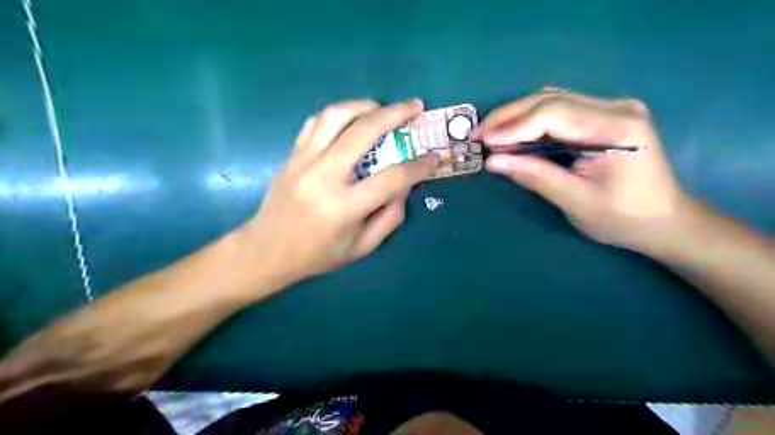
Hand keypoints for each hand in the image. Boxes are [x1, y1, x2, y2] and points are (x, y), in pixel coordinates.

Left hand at [242, 99, 435, 286]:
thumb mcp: (362, 247)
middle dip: (395, 114)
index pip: (392, 177)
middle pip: (364, 132)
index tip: (434, 157)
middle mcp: (324, 177)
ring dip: (364, 105)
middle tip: (415, 106)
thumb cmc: (318, 255)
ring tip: (383, 107)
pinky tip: (352, 119)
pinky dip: (338, 114)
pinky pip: (316, 122)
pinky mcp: (292, 155)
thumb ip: (390, 217)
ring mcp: (304, 161)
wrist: (267, 250)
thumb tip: (406, 185)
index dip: (419, 165)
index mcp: (345, 207)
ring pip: (336, 116)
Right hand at [473, 87, 689, 252]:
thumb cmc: (623, 218)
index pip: (554, 114)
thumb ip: (535, 177)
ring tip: (490, 134)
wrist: (663, 220)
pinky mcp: (602, 116)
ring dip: (516, 115)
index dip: (514, 127)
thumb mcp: (575, 201)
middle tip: (477, 135)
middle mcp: (615, 107)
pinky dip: (530, 120)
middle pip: (550, 99)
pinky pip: (558, 110)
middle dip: (508, 117)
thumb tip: (492, 162)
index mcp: (616, 128)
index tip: (483, 142)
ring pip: (551, 100)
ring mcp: (610, 108)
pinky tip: (513, 133)